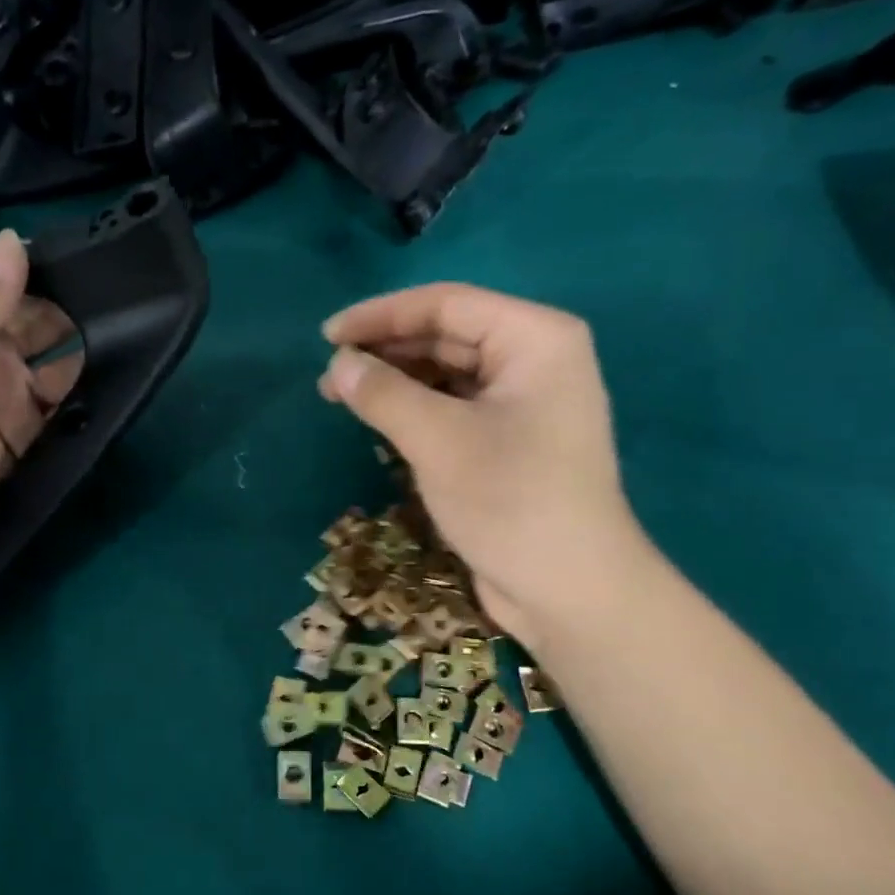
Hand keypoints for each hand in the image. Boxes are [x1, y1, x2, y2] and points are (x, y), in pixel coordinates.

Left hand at [0, 231, 80, 589]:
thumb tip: (17, 242)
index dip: (19, 268)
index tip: (72, 253)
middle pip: (22, 324)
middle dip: (60, 310)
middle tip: (115, 298)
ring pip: (45, 371)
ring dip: (75, 356)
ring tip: (125, 337)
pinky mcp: (14, 449)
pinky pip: (52, 420)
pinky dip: (75, 406)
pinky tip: (108, 387)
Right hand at [318, 283, 656, 651]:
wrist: (568, 589)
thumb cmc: (509, 500)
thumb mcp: (438, 439)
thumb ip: (384, 393)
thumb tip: (338, 366)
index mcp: (535, 338)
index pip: (446, 304)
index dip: (380, 316)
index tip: (326, 338)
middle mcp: (535, 361)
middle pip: (448, 336)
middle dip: (386, 352)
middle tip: (329, 376)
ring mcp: (525, 404)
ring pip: (449, 375)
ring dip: (397, 384)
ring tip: (343, 398)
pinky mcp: (511, 443)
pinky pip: (456, 410)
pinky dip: (417, 412)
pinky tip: (381, 423)